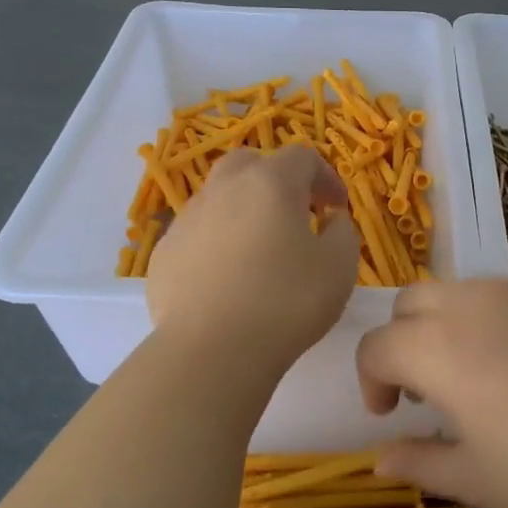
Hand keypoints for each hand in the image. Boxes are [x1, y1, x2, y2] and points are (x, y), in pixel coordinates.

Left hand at [146, 144, 358, 363]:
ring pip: (219, 197)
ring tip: (259, 250)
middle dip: (276, 181)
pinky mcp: (165, 252)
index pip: (302, 157)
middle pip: (251, 164)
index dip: (326, 177)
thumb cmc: (287, 302)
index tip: (337, 208)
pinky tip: (227, 278)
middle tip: (294, 214)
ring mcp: (187, 218)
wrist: (212, 349)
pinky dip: (217, 242)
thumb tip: (330, 220)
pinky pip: (197, 233)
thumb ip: (343, 232)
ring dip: (243, 210)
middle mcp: (224, 189)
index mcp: (270, 183)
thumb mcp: (339, 267)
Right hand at [356, 279, 507, 507]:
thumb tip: (380, 460)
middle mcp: (470, 304)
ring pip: (455, 291)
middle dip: (401, 343)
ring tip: (473, 376)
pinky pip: (501, 294)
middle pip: (409, 304)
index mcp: (438, 348)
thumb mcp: (476, 480)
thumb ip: (418, 463)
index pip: (376, 347)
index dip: (371, 381)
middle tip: (427, 393)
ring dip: (442, 325)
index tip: (390, 415)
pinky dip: (486, 320)